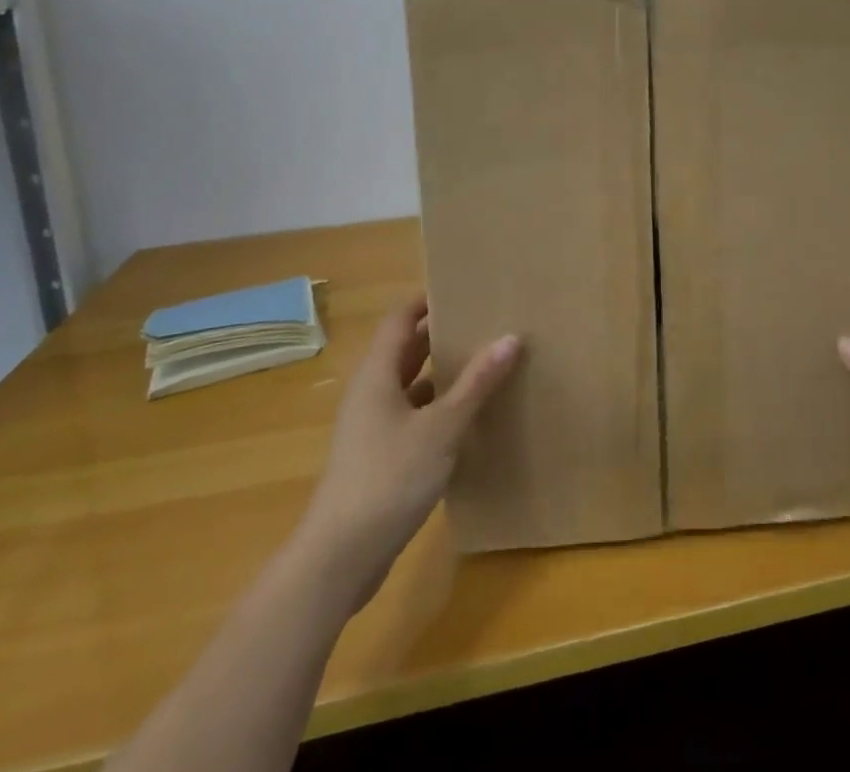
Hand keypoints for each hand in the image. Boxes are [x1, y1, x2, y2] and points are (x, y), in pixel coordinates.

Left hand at [299, 298, 519, 571]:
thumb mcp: (442, 427)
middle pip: (405, 350)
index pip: (400, 320)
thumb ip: (476, 383)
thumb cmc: (389, 478)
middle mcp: (370, 394)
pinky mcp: (378, 458)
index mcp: (378, 375)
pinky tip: (467, 418)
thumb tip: (511, 338)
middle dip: (441, 335)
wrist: (338, 559)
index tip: (463, 289)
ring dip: (441, 374)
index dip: (427, 301)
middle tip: (483, 323)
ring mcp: (371, 428)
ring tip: (484, 364)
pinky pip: (411, 417)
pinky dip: (437, 409)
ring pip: (410, 386)